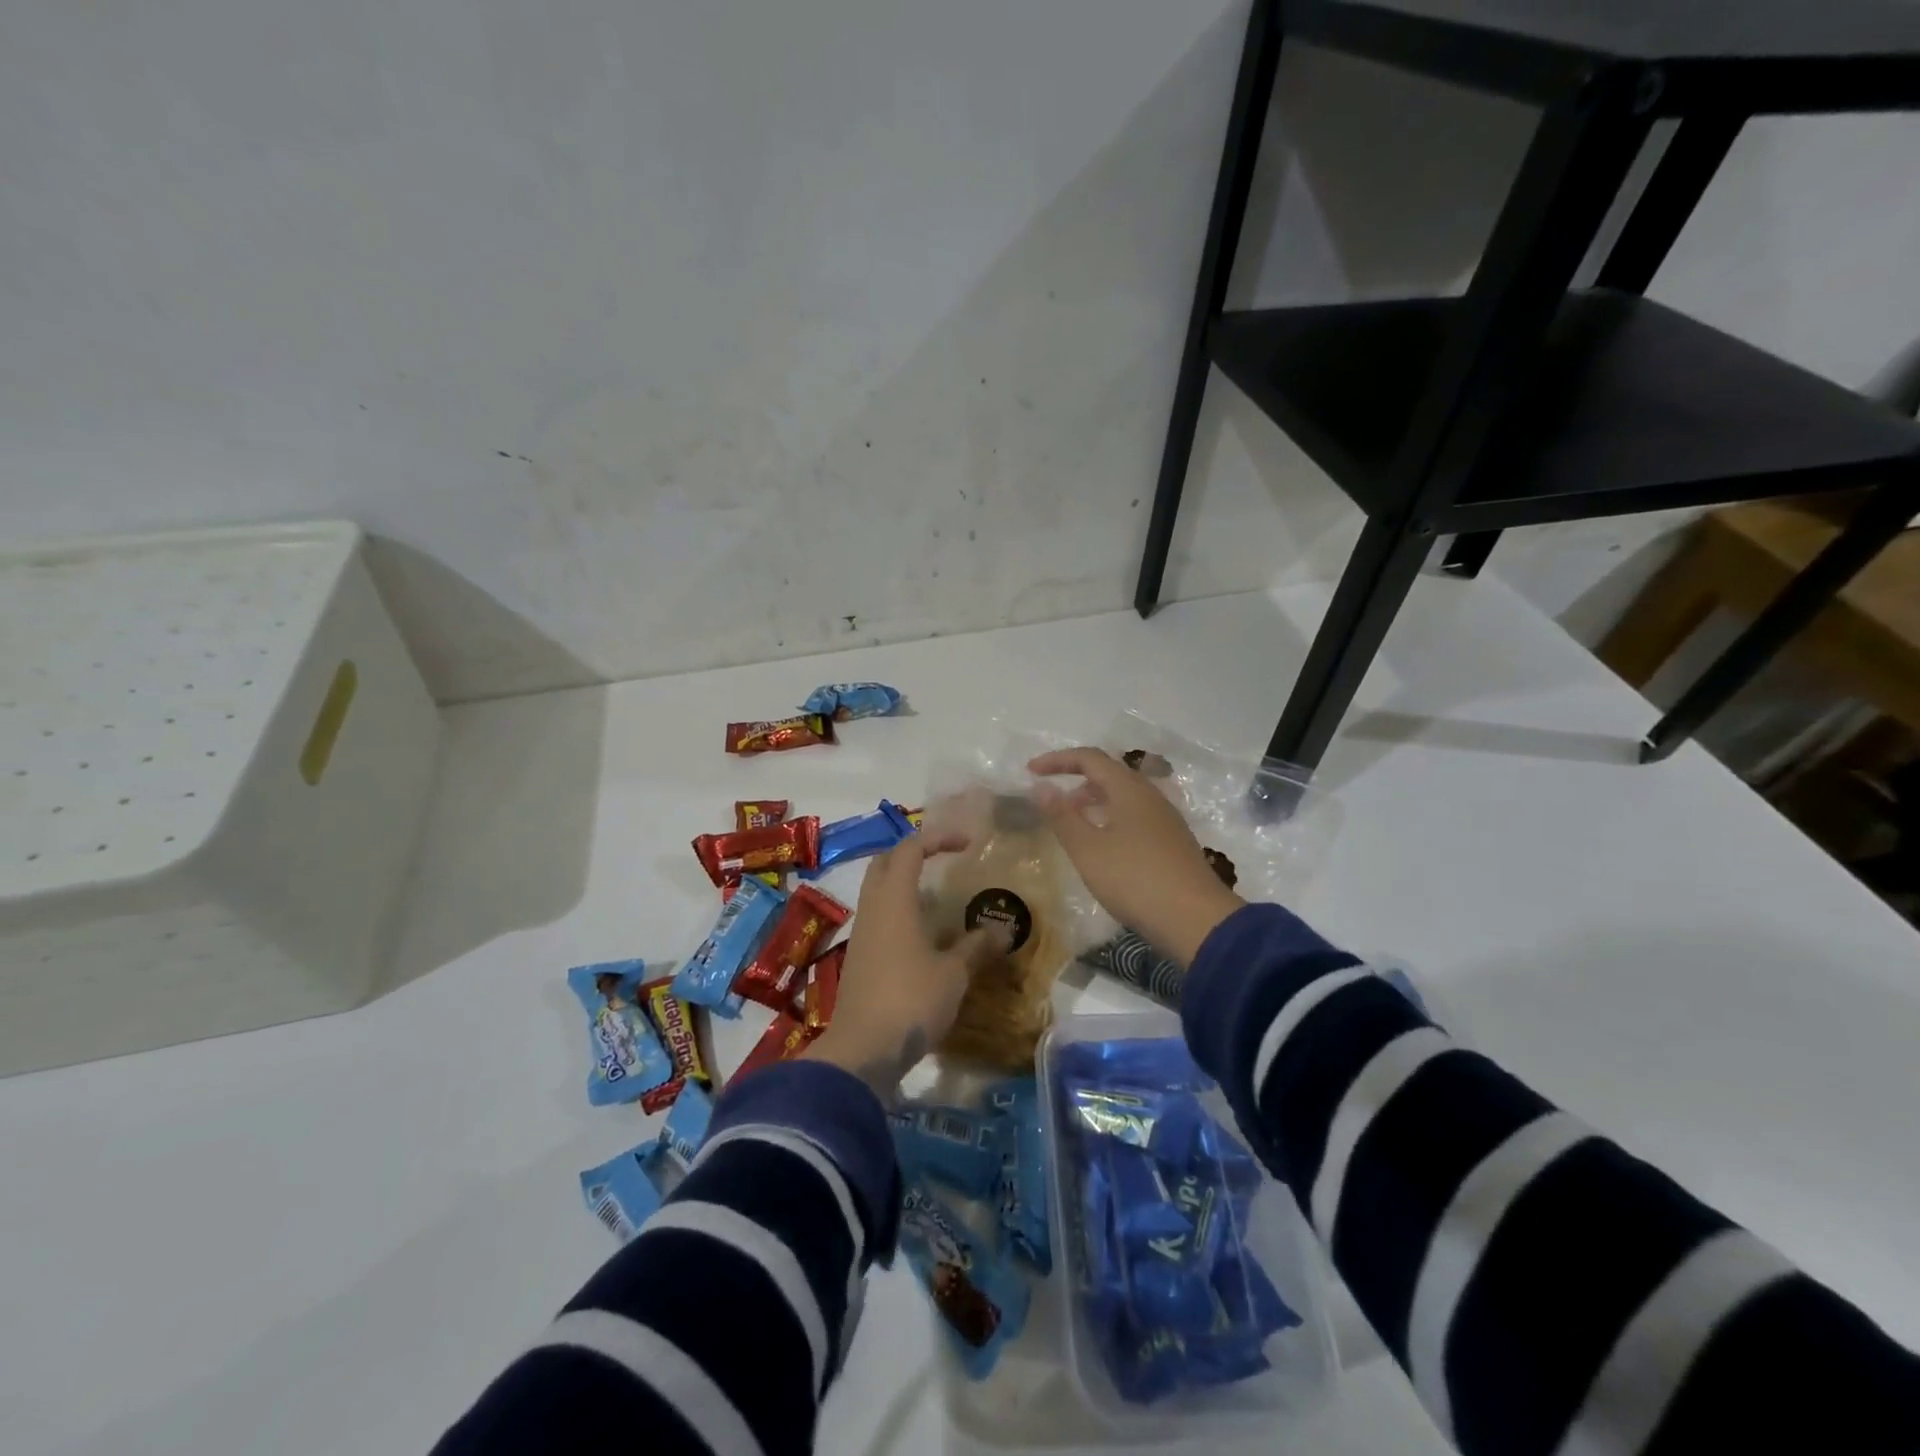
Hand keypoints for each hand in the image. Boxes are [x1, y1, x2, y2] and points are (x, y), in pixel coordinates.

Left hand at [803, 832, 1002, 1096]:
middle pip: (885, 863)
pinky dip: (900, 911)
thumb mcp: (953, 973)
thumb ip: (977, 947)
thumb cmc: (911, 1000)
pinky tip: (924, 934)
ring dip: (905, 883)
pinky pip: (879, 917)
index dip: (938, 838)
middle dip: (914, 853)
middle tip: (944, 860)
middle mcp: (873, 908)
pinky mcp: (859, 958)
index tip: (967, 843)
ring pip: (878, 890)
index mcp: (894, 900)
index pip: (910, 849)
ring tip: (940, 897)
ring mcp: (862, 933)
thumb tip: (1003, 930)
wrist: (862, 1050)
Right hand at [1028, 747, 1243, 965]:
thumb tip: (1041, 786)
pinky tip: (1102, 845)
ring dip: (1094, 800)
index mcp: (1129, 789)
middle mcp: (1150, 796)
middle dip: (1076, 779)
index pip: (1090, 758)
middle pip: (1109, 773)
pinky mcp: (1172, 842)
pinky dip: (1110, 818)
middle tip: (1051, 798)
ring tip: (1072, 822)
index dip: (1057, 760)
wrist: (1196, 921)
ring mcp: (1165, 819)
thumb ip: (1062, 816)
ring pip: (1123, 796)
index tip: (1030, 771)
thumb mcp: (1088, 850)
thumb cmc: (1135, 879)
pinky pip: (1135, 816)